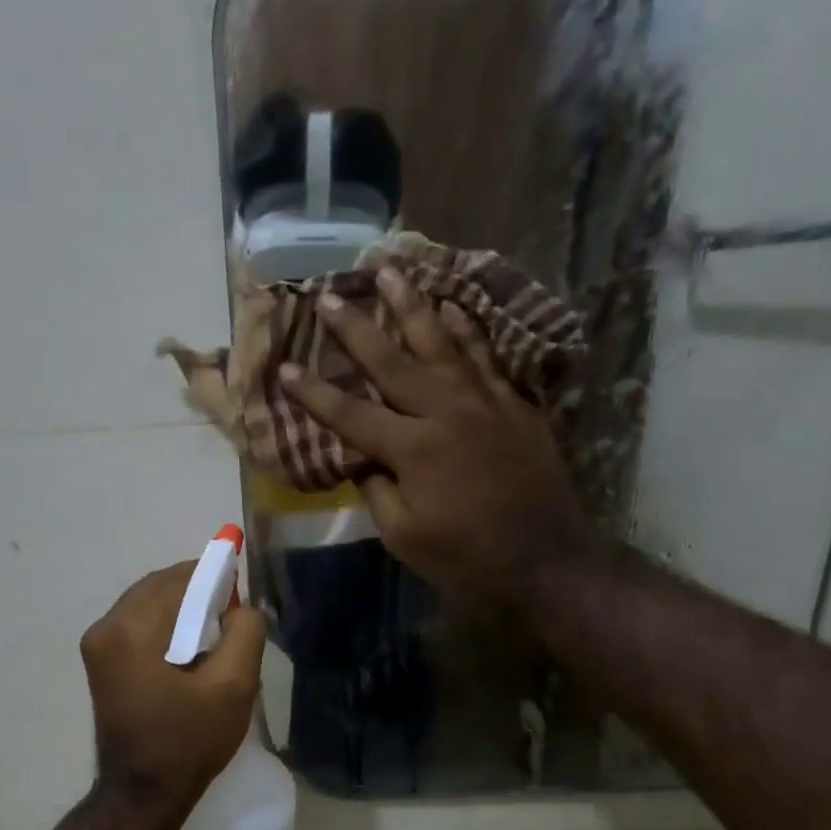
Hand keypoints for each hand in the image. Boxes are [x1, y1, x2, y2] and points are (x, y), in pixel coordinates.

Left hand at [80, 562, 264, 810]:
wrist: (142, 793)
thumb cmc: (189, 742)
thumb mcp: (234, 687)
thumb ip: (246, 632)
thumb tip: (243, 606)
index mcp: (131, 629)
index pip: (181, 578)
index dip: (217, 577)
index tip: (243, 595)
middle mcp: (105, 627)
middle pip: (160, 585)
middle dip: (199, 591)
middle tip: (232, 616)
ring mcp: (97, 644)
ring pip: (148, 602)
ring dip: (182, 607)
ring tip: (214, 634)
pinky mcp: (99, 660)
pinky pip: (138, 622)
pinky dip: (166, 624)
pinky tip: (189, 648)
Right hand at [279, 266, 595, 608]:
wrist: (545, 558)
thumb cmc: (467, 557)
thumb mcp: (405, 537)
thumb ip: (378, 493)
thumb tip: (366, 463)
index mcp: (412, 449)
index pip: (350, 414)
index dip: (314, 393)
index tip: (286, 367)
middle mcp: (445, 412)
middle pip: (392, 362)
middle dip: (356, 328)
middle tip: (329, 294)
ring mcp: (484, 402)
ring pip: (442, 343)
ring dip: (412, 306)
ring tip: (391, 271)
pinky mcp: (514, 405)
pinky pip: (485, 356)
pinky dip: (467, 330)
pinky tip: (453, 308)